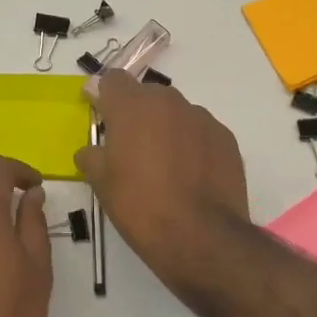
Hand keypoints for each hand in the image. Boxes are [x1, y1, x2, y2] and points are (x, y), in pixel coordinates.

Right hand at [75, 71, 248, 283]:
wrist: (201, 236)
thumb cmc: (140, 206)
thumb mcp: (101, 183)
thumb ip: (92, 156)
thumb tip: (91, 151)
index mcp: (132, 106)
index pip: (113, 80)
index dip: (105, 96)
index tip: (103, 117)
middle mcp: (168, 101)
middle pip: (147, 96)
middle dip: (137, 115)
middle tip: (132, 149)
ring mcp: (201, 117)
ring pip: (176, 114)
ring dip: (167, 130)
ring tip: (166, 167)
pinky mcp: (225, 137)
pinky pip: (201, 132)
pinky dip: (193, 145)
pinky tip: (191, 176)